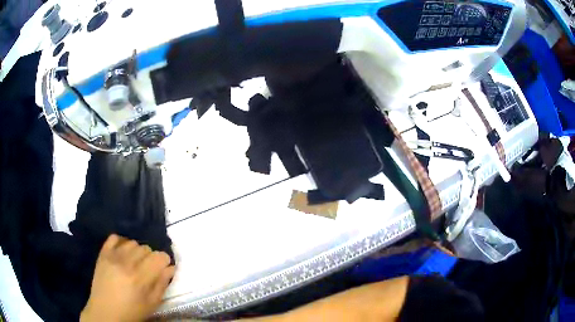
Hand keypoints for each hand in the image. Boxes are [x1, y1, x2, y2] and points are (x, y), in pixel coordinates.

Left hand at [80, 234, 174, 321]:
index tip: (163, 268)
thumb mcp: (152, 304)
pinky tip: (123, 253)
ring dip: (137, 251)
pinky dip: (121, 242)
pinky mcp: (103, 253)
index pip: (160, 256)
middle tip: (148, 269)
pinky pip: (115, 237)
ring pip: (132, 242)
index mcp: (141, 277)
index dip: (164, 262)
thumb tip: (171, 268)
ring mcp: (113, 256)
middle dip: (151, 258)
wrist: (105, 312)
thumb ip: (162, 284)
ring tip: (135, 263)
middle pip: (146, 248)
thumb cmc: (132, 311)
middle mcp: (127, 262)